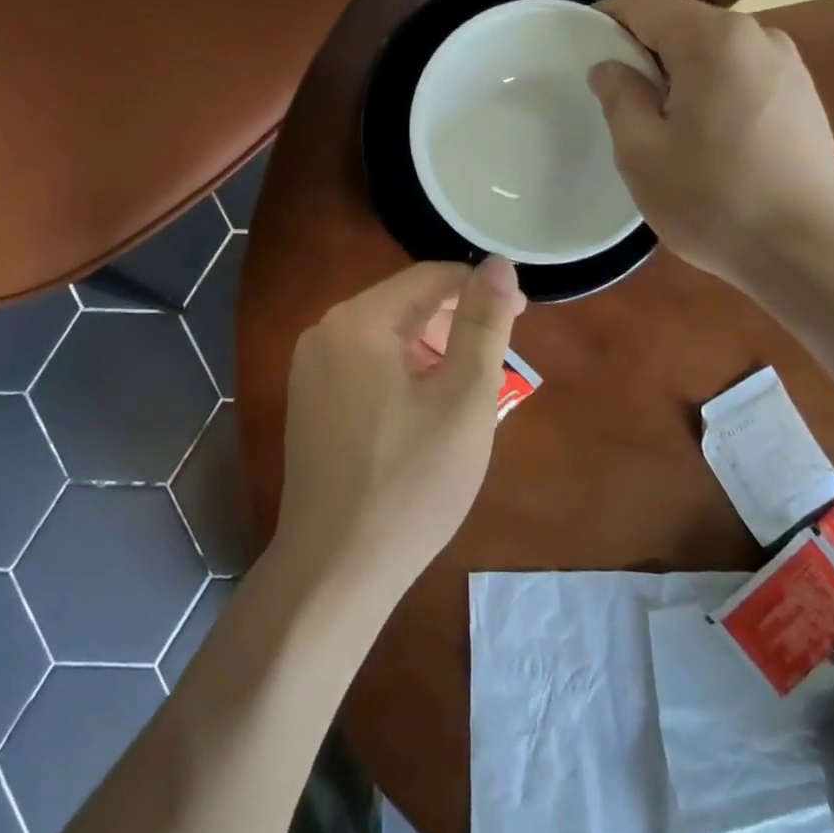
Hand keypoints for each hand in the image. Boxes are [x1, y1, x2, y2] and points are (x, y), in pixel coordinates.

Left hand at [274, 259, 526, 593]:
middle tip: (501, 365)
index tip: (523, 318)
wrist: (335, 568)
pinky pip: (367, 367)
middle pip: (406, 305)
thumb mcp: (464, 399)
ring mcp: (311, 369)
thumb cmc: (411, 482)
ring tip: (471, 392)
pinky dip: (405, 375)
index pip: (431, 278)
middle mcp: (325, 332)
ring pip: (388, 338)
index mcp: (359, 320)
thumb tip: (498, 264)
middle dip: (457, 326)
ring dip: (434, 353)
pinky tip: (429, 412)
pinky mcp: (310, 402)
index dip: (481, 290)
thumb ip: (483, 324)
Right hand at [587, 0, 833, 287]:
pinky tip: (702, 136)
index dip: (605, 21)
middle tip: (612, 97)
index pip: (645, 6)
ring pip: (711, 52)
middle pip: (681, 25)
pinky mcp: (802, 95)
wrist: (808, 251)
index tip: (576, 48)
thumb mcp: (642, 152)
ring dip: (676, 74)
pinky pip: (738, 74)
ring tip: (657, 123)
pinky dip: (709, 89)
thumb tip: (609, 67)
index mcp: (714, 39)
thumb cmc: (713, 199)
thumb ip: (619, 96)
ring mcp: (787, 64)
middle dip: (641, 52)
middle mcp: (757, 35)